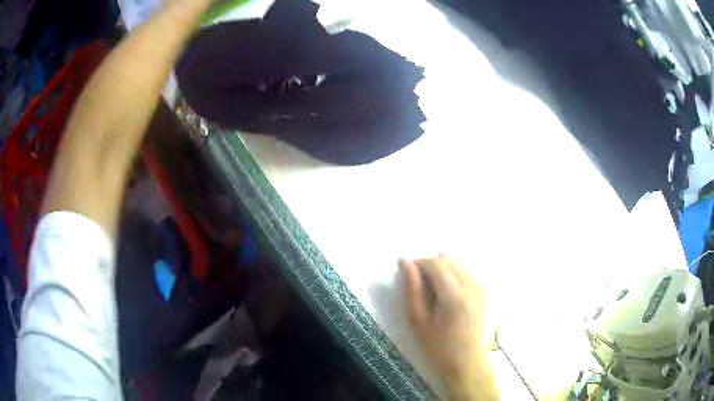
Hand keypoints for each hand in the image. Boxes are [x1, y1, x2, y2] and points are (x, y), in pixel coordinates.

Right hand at [399, 255, 497, 399]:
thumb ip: (412, 289)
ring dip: (444, 270)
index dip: (419, 263)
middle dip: (432, 265)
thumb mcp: (419, 320)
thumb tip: (405, 262)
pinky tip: (450, 296)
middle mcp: (473, 286)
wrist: (468, 364)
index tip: (409, 273)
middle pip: (449, 260)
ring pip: (460, 265)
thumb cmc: (439, 347)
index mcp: (454, 295)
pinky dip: (456, 277)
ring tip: (435, 291)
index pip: (436, 263)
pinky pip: (469, 274)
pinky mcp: (487, 293)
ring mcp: (483, 289)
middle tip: (420, 284)